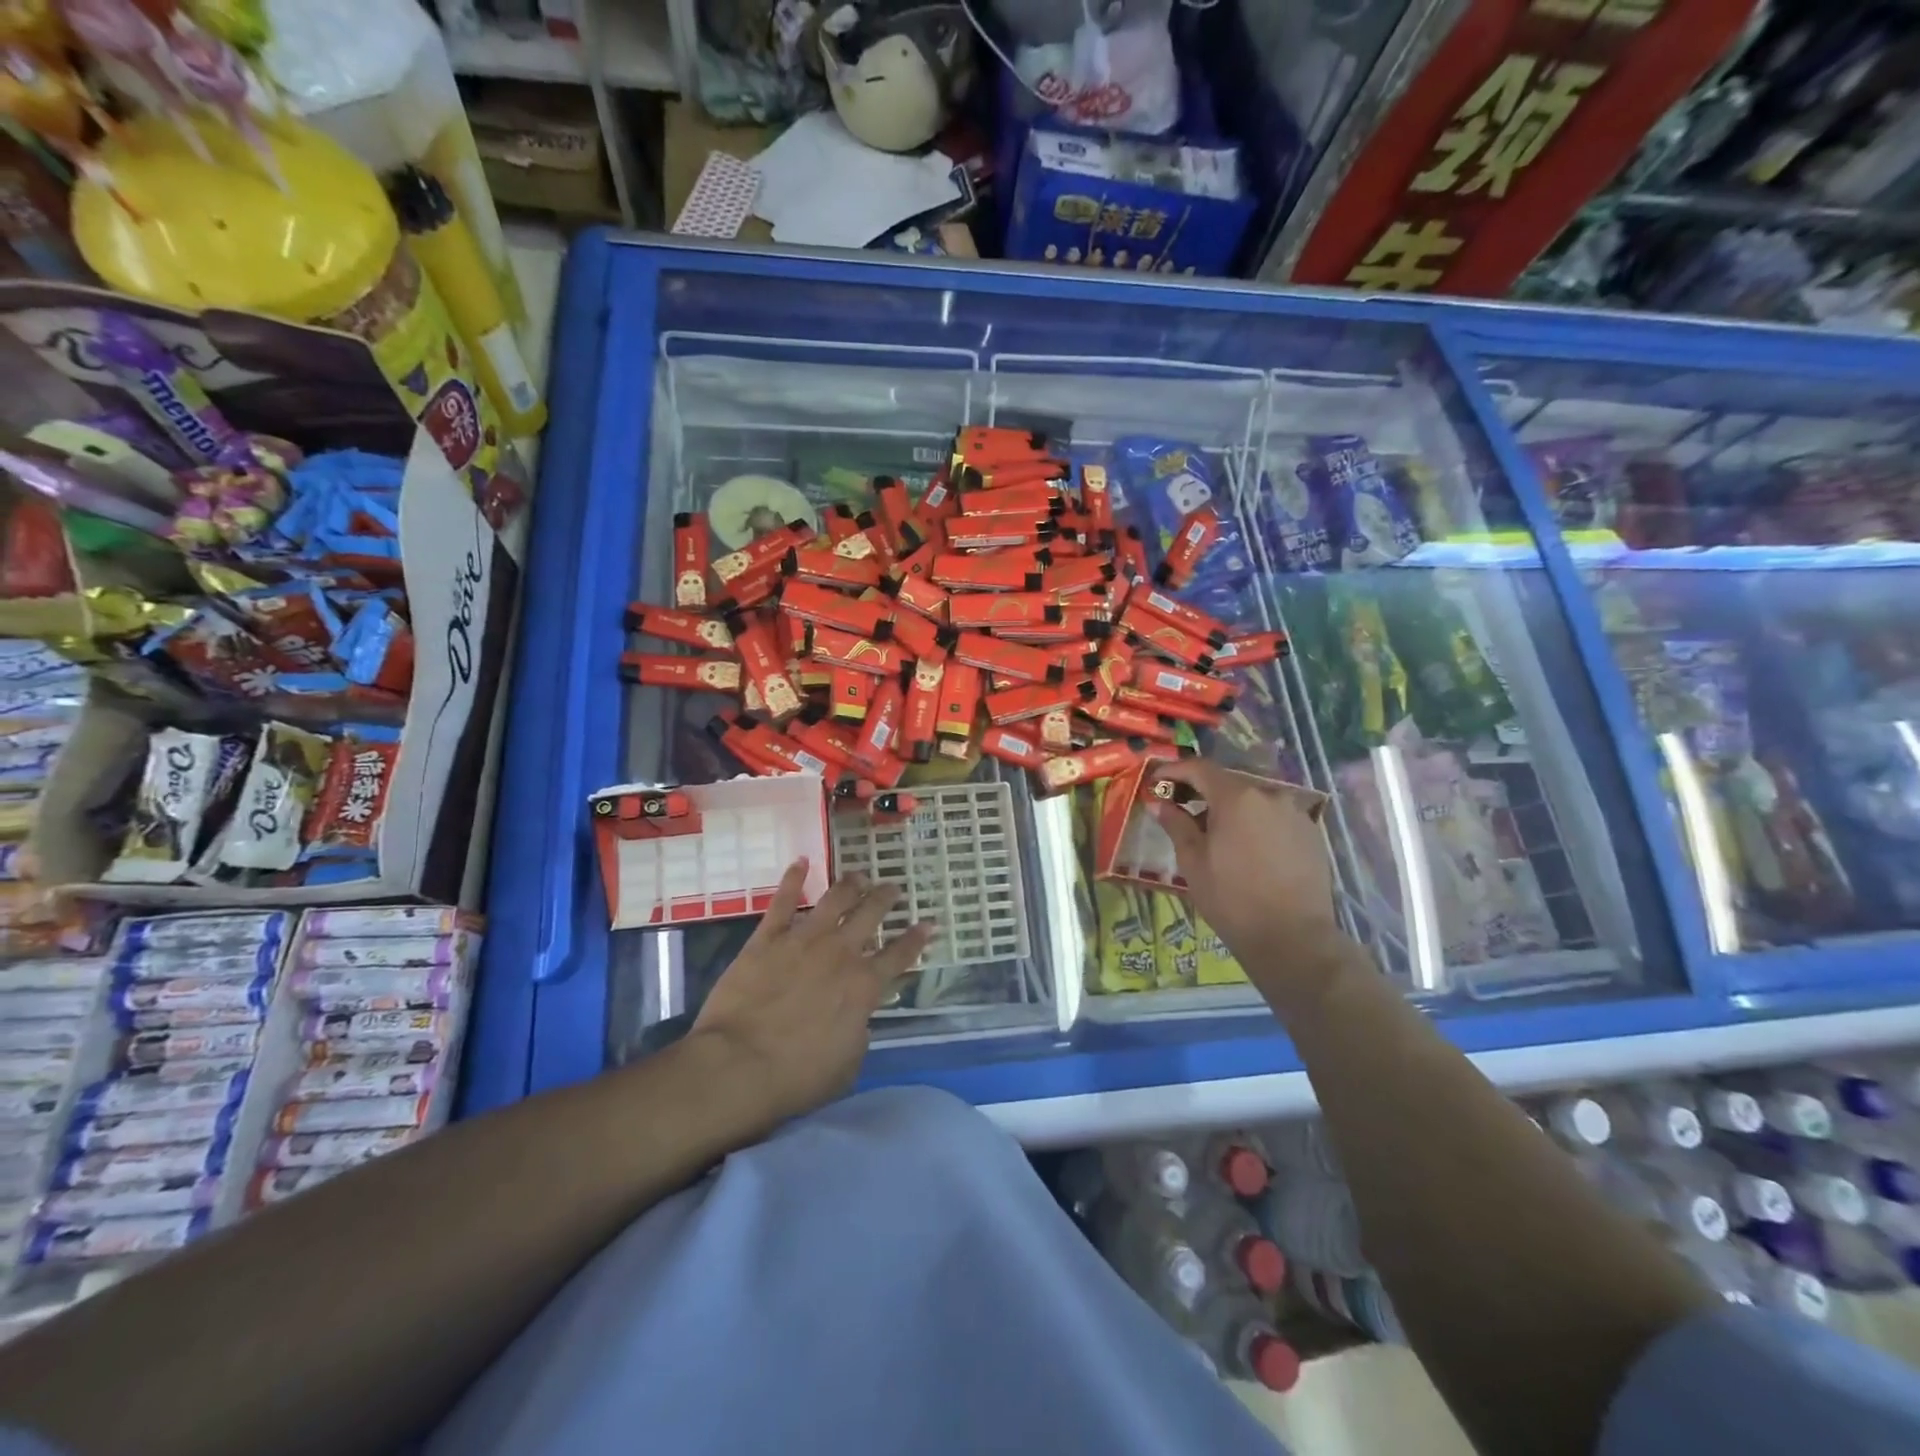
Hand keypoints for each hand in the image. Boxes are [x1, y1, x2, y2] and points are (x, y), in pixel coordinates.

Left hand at [688, 860, 934, 1127]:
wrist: (739, 1065)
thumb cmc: (798, 1076)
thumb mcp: (848, 1064)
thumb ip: (859, 1031)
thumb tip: (858, 1014)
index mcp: (864, 986)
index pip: (900, 955)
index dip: (917, 938)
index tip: (928, 922)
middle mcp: (840, 953)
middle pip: (871, 914)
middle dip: (885, 898)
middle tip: (893, 887)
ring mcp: (804, 940)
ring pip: (835, 899)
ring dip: (851, 884)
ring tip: (859, 875)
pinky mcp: (767, 938)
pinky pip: (783, 900)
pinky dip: (793, 878)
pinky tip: (801, 862)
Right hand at [1150, 758, 1355, 1017]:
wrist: (1293, 938)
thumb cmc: (1232, 899)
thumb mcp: (1193, 862)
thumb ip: (1176, 825)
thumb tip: (1159, 803)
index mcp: (1236, 797)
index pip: (1199, 768)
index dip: (1174, 770)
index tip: (1157, 782)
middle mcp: (1269, 794)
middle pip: (1228, 782)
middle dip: (1201, 791)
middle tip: (1181, 809)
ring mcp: (1295, 812)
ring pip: (1253, 800)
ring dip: (1230, 809)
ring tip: (1215, 834)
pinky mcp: (1310, 832)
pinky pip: (1274, 817)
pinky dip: (1255, 823)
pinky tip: (1246, 849)